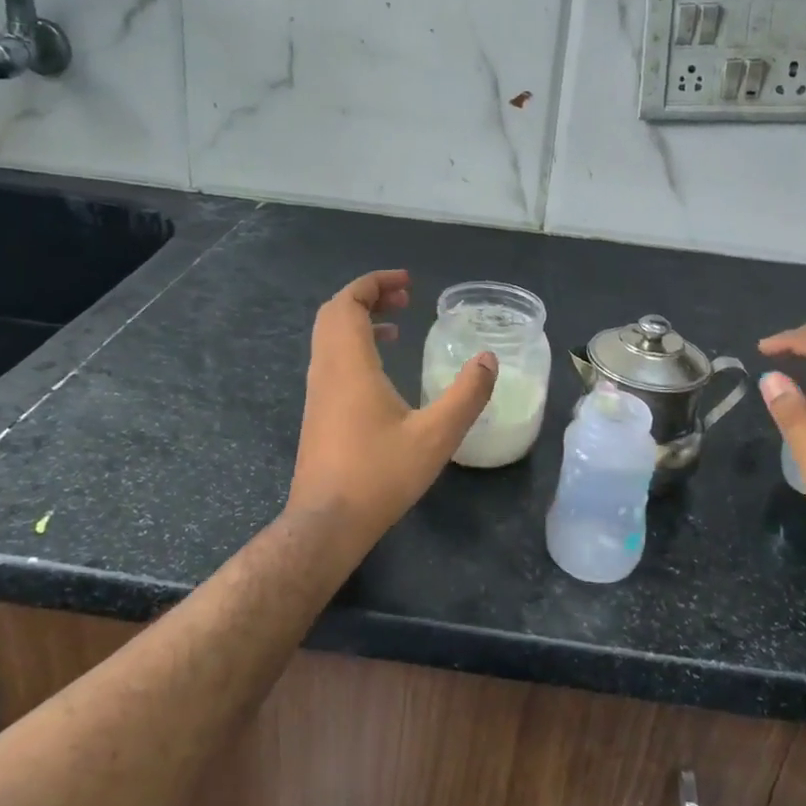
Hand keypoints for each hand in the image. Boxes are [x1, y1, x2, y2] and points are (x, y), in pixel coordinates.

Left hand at [288, 270, 498, 542]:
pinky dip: (354, 346)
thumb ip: (466, 395)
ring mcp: (317, 391)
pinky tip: (383, 371)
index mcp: (349, 364)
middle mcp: (326, 370)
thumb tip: (487, 359)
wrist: (326, 524)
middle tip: (405, 298)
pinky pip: (331, 359)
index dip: (375, 283)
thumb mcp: (436, 436)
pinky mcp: (317, 411)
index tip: (408, 282)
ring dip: (360, 321)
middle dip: (368, 296)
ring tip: (398, 327)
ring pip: (330, 337)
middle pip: (334, 313)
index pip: (348, 302)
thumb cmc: (379, 475)